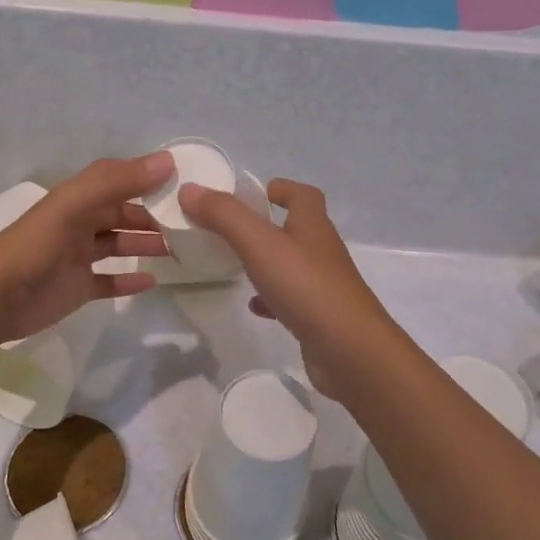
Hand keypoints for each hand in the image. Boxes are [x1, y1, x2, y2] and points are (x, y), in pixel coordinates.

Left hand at [0, 153, 173, 343]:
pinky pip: (109, 281)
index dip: (147, 178)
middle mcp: (80, 224)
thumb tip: (168, 161)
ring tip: (180, 251)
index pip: (119, 180)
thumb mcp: (74, 206)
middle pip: (123, 214)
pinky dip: (129, 280)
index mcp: (78, 199)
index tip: (183, 184)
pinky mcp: (77, 288)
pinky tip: (153, 281)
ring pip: (119, 245)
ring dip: (146, 244)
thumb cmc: (35, 246)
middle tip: (189, 226)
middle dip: (153, 216)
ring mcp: (78, 258)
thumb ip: (118, 182)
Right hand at [179, 177, 411, 397]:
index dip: (281, 188)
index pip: (303, 194)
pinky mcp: (319, 316)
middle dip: (267, 224)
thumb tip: (190, 189)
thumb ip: (224, 216)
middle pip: (297, 228)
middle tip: (232, 229)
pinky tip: (254, 307)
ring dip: (267, 261)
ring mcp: (323, 285)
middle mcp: (321, 250)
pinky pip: (291, 299)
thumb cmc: (305, 286)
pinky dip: (271, 298)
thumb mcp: (259, 244)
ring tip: (236, 265)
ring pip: (292, 264)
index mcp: (312, 225)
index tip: (255, 193)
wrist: (350, 350)